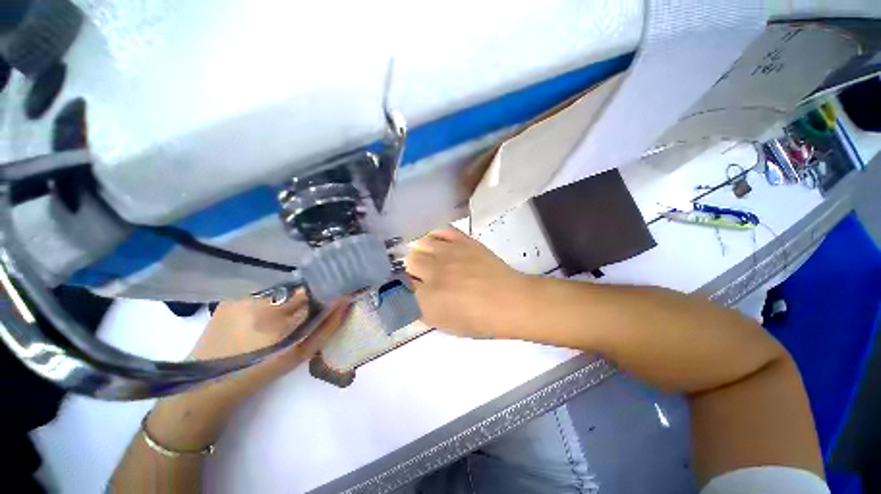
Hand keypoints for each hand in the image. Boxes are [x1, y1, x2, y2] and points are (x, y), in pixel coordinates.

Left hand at [147, 291, 349, 450]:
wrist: (207, 381)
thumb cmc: (260, 372)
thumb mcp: (300, 354)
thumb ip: (328, 326)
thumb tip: (346, 302)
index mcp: (279, 323)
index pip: (318, 293)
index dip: (332, 289)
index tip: (343, 290)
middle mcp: (260, 303)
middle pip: (302, 285)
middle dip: (315, 289)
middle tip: (321, 297)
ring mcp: (243, 296)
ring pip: (285, 284)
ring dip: (296, 291)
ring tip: (295, 304)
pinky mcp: (232, 294)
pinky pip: (267, 286)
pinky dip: (278, 292)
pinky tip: (273, 304)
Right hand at [405, 227, 528, 337]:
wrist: (509, 301)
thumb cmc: (479, 320)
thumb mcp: (445, 325)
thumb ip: (422, 311)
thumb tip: (410, 296)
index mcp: (428, 299)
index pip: (402, 283)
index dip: (406, 283)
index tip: (411, 285)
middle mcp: (434, 272)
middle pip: (409, 260)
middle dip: (412, 267)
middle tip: (422, 272)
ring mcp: (449, 253)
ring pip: (421, 242)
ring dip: (422, 250)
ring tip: (430, 256)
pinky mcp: (463, 241)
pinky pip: (440, 230)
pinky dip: (435, 235)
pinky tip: (439, 243)